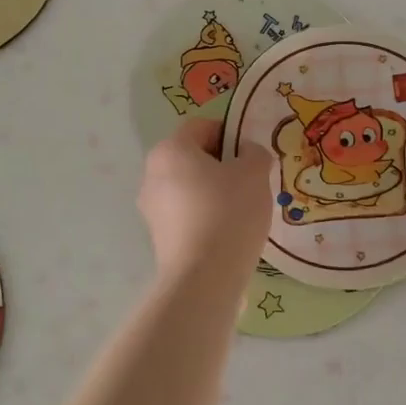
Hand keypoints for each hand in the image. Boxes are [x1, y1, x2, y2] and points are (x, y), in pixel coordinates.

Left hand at [138, 118, 273, 285]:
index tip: (251, 155)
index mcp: (170, 150)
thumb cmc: (229, 212)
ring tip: (242, 210)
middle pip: (193, 157)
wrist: (204, 278)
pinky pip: (186, 214)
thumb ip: (254, 153)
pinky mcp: (158, 237)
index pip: (202, 127)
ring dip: (214, 191)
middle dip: (222, 165)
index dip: (230, 134)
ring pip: (189, 187)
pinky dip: (205, 216)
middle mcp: (152, 174)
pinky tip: (227, 232)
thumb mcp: (254, 173)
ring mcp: (151, 208)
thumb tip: (247, 154)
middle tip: (251, 181)